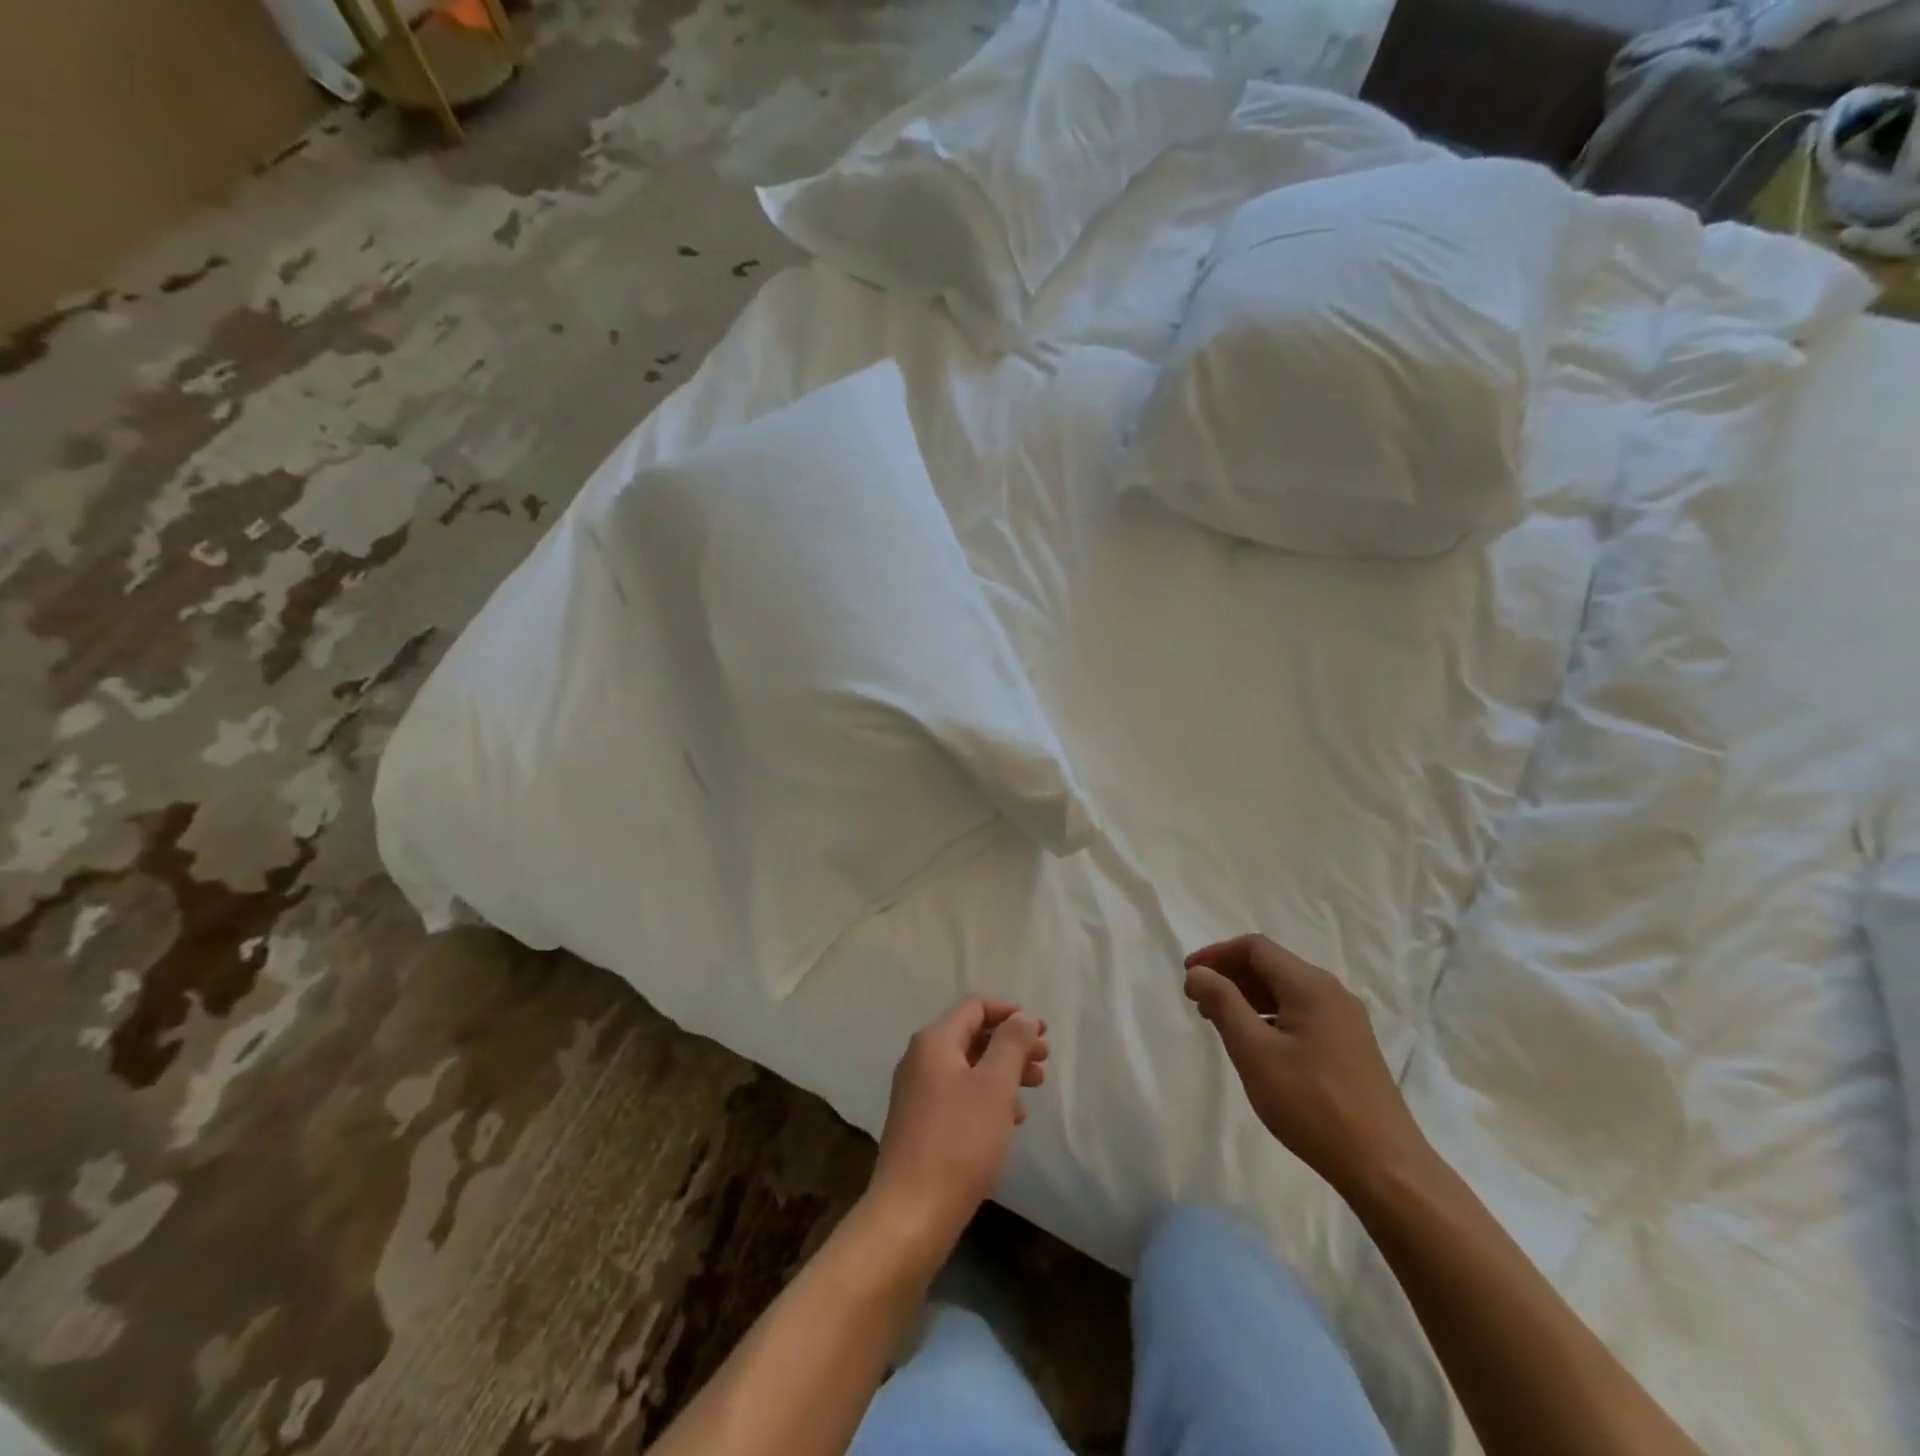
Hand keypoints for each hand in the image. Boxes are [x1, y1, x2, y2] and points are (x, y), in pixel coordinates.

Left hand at [865, 998, 1048, 1267]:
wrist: (911, 1213)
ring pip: (968, 1067)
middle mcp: (920, 1059)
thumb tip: (1022, 1017)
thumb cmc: (959, 1141)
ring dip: (1003, 1071)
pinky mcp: (920, 1122)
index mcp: (934, 1041)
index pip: (975, 1007)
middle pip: (973, 1035)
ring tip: (1035, 1089)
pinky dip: (987, 1096)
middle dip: (1011, 1043)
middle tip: (1045, 1061)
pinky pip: (959, 1093)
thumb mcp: (994, 1086)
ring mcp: (917, 1091)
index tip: (1042, 1031)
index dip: (1010, 1013)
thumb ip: (1011, 1044)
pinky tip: (1010, 1119)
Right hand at [1185, 935, 1429, 1200]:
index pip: (1254, 948)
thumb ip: (1223, 1003)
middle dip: (1230, 975)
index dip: (1216, 955)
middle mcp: (1332, 992)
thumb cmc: (1312, 1104)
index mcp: (1310, 985)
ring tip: (1219, 1022)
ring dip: (1248, 997)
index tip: (1188, 977)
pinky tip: (1257, 1044)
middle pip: (1271, 965)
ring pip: (1286, 991)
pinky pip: (1301, 1013)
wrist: (1384, 1167)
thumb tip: (1198, 972)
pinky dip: (1270, 1016)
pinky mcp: (1350, 1045)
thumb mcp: (1254, 1051)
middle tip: (1198, 1002)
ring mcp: (1345, 1020)